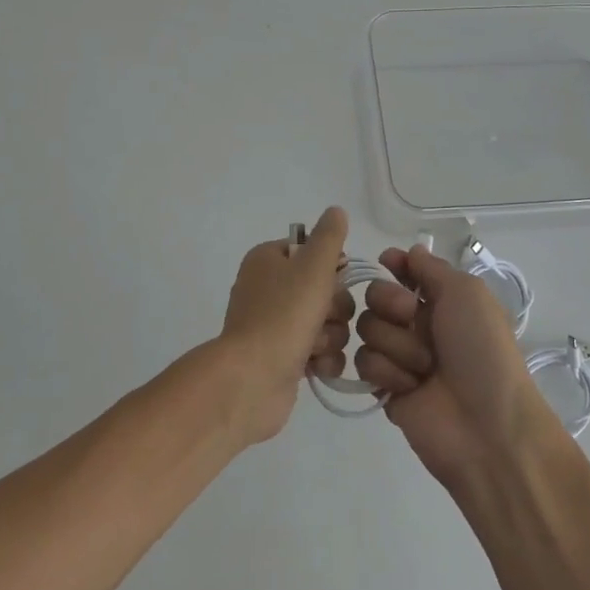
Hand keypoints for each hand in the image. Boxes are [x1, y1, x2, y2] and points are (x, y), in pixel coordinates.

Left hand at [205, 207, 353, 445]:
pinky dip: (323, 359)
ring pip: (327, 322)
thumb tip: (336, 211)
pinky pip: (320, 351)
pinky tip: (317, 366)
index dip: (330, 266)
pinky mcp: (283, 358)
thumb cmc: (283, 315)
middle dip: (334, 307)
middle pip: (325, 289)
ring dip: (330, 335)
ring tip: (315, 346)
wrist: (253, 379)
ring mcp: (274, 325)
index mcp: (268, 260)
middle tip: (323, 316)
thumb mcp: (312, 266)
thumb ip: (329, 237)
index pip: (311, 251)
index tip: (335, 278)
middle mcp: (268, 289)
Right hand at [354, 245, 562, 490]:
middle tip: (413, 318)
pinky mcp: (385, 388)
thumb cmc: (482, 351)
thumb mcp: (467, 294)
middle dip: (391, 303)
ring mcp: (400, 356)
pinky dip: (388, 372)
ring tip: (423, 367)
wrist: (487, 425)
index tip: (388, 262)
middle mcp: (418, 324)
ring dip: (396, 344)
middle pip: (376, 295)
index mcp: (443, 300)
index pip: (405, 271)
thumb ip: (432, 269)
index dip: (394, 265)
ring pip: (367, 328)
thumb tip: (410, 251)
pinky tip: (410, 388)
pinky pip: (364, 363)